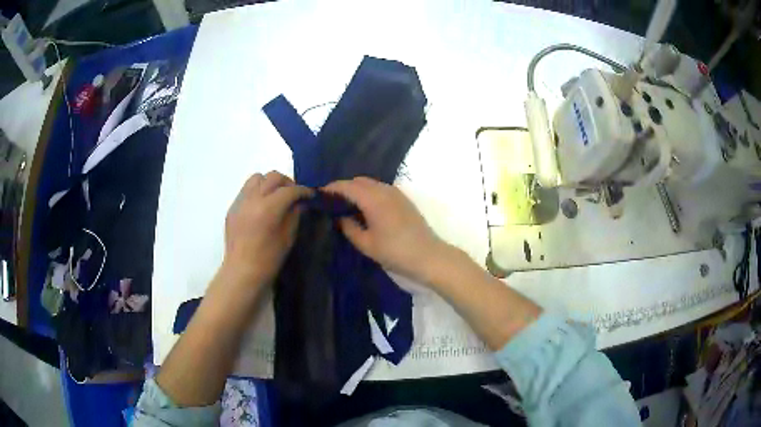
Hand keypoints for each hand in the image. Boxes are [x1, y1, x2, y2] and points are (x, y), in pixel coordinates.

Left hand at [223, 171, 311, 286]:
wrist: (242, 271)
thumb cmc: (269, 259)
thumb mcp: (288, 237)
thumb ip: (294, 214)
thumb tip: (299, 202)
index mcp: (269, 208)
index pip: (290, 190)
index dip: (303, 190)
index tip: (310, 194)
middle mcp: (253, 198)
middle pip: (273, 177)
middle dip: (287, 183)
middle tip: (294, 195)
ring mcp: (240, 201)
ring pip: (257, 178)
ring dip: (269, 182)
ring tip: (275, 196)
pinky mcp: (233, 207)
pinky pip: (246, 189)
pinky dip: (257, 191)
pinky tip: (261, 205)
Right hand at [323, 177, 451, 284]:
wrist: (428, 256)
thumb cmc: (395, 252)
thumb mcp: (366, 244)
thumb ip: (349, 228)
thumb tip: (340, 218)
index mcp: (373, 199)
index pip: (347, 186)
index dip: (331, 188)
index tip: (319, 195)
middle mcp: (384, 190)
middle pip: (359, 181)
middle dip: (344, 188)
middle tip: (332, 203)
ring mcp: (396, 193)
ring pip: (371, 184)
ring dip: (357, 190)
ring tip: (346, 206)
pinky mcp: (403, 199)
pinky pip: (381, 189)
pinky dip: (369, 193)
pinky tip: (365, 209)